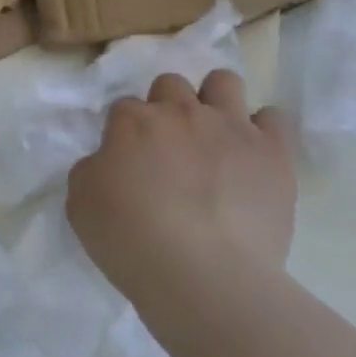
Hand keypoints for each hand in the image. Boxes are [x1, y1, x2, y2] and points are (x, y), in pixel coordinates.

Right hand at [66, 69, 295, 305]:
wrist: (202, 273)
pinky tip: (253, 156)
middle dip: (167, 107)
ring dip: (215, 101)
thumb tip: (112, 162)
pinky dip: (264, 130)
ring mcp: (232, 128)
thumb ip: (94, 168)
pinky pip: (275, 118)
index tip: (127, 160)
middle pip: (171, 84)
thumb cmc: (128, 237)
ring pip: (224, 82)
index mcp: (132, 121)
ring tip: (214, 137)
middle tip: (168, 147)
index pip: (124, 107)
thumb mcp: (80, 201)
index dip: (124, 133)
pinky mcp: (274, 153)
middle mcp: (181, 112)